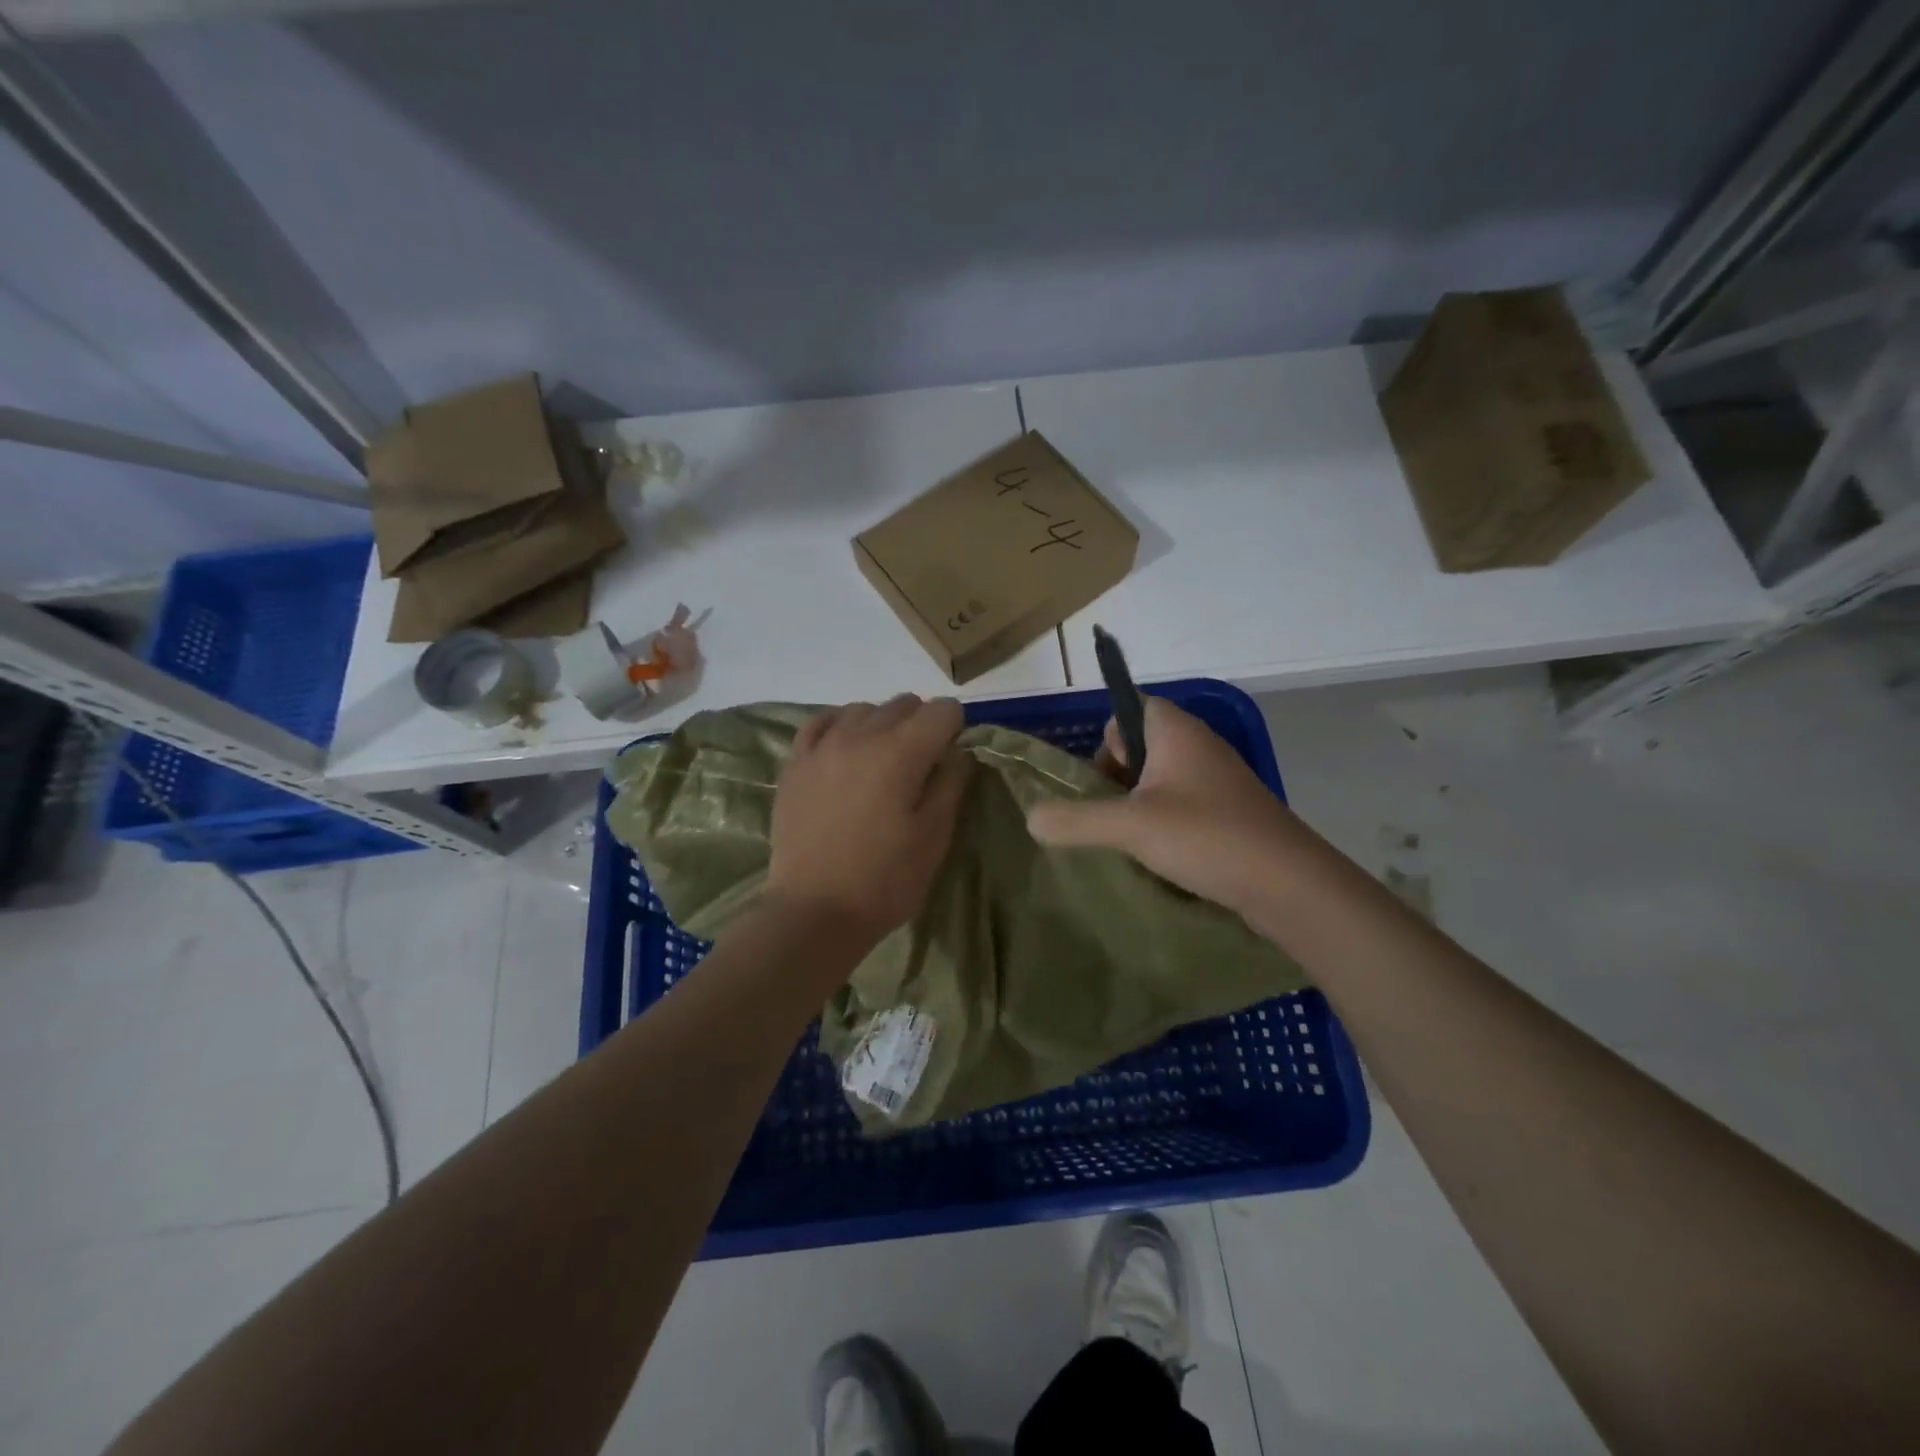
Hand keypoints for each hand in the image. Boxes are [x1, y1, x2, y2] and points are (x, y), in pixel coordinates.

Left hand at [765, 694, 971, 943]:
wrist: (813, 911)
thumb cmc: (884, 880)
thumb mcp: (934, 837)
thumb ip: (951, 784)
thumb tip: (958, 752)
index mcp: (901, 752)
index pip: (943, 710)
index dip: (955, 729)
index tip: (951, 760)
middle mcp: (861, 735)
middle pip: (904, 703)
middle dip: (922, 723)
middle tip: (921, 766)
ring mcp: (822, 746)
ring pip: (863, 709)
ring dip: (882, 724)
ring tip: (882, 762)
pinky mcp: (795, 763)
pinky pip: (822, 722)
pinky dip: (841, 727)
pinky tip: (845, 750)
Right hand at [1026, 696, 1296, 919]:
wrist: (1289, 884)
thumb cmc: (1206, 836)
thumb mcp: (1130, 826)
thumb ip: (1075, 820)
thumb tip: (1031, 817)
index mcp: (1175, 730)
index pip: (1129, 706)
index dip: (1105, 737)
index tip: (1096, 777)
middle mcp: (1197, 746)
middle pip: (1139, 745)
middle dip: (1114, 777)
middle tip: (1107, 814)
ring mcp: (1216, 781)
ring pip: (1159, 779)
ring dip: (1135, 805)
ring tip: (1126, 840)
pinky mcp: (1228, 813)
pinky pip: (1181, 805)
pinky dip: (1161, 823)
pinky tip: (1155, 855)